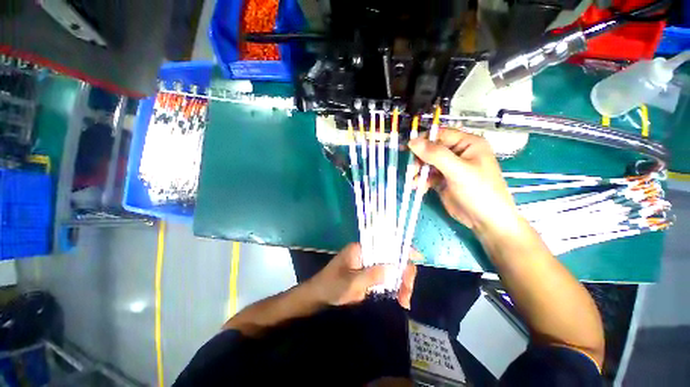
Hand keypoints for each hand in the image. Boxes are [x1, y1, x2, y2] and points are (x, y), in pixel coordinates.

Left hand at [308, 243, 417, 308]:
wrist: (318, 297)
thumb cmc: (331, 287)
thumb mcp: (350, 283)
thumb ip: (371, 275)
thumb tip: (394, 268)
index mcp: (362, 248)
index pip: (385, 244)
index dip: (402, 249)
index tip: (416, 258)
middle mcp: (367, 253)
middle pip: (392, 257)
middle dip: (403, 274)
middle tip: (407, 295)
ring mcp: (369, 265)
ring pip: (391, 269)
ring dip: (401, 283)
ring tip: (404, 301)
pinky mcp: (369, 275)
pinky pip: (387, 278)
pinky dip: (395, 288)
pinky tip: (399, 299)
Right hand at [408, 129, 518, 233]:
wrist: (486, 221)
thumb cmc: (479, 191)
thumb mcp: (458, 171)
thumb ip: (436, 155)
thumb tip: (412, 141)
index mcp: (467, 144)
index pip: (440, 135)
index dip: (423, 140)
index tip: (407, 148)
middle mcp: (457, 153)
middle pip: (431, 150)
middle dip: (419, 160)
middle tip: (411, 170)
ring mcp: (449, 168)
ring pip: (427, 164)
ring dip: (418, 172)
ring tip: (413, 182)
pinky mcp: (443, 180)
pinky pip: (427, 176)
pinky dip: (421, 181)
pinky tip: (418, 189)